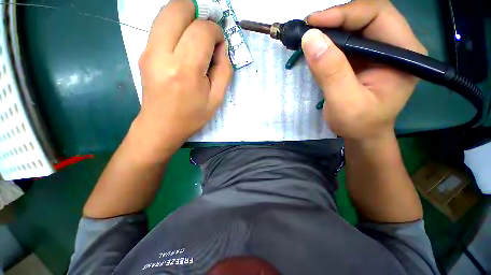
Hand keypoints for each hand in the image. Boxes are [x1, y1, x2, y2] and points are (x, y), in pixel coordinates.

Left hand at [135, 0, 231, 159]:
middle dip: (198, 11)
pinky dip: (176, 26)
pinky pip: (160, 26)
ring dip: (186, 16)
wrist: (162, 125)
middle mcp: (162, 54)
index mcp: (185, 70)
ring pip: (165, 13)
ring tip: (197, 34)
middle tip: (208, 29)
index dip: (215, 31)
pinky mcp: (143, 52)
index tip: (219, 44)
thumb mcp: (217, 97)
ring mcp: (148, 51)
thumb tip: (220, 46)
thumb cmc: (192, 115)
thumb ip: (224, 69)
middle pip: (177, 9)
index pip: (201, 31)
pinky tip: (184, 44)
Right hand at [303, 0, 426, 140]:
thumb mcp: (344, 102)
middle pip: (367, 16)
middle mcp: (396, 46)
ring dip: (330, 29)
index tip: (313, 23)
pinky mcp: (365, 58)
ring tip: (309, 38)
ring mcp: (380, 51)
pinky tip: (316, 48)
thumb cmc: (358, 124)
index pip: (378, 15)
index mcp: (405, 53)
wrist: (362, 134)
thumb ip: (331, 72)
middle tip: (308, 29)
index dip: (345, 13)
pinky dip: (329, 42)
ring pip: (355, 26)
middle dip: (335, 19)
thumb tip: (310, 39)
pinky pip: (347, 41)